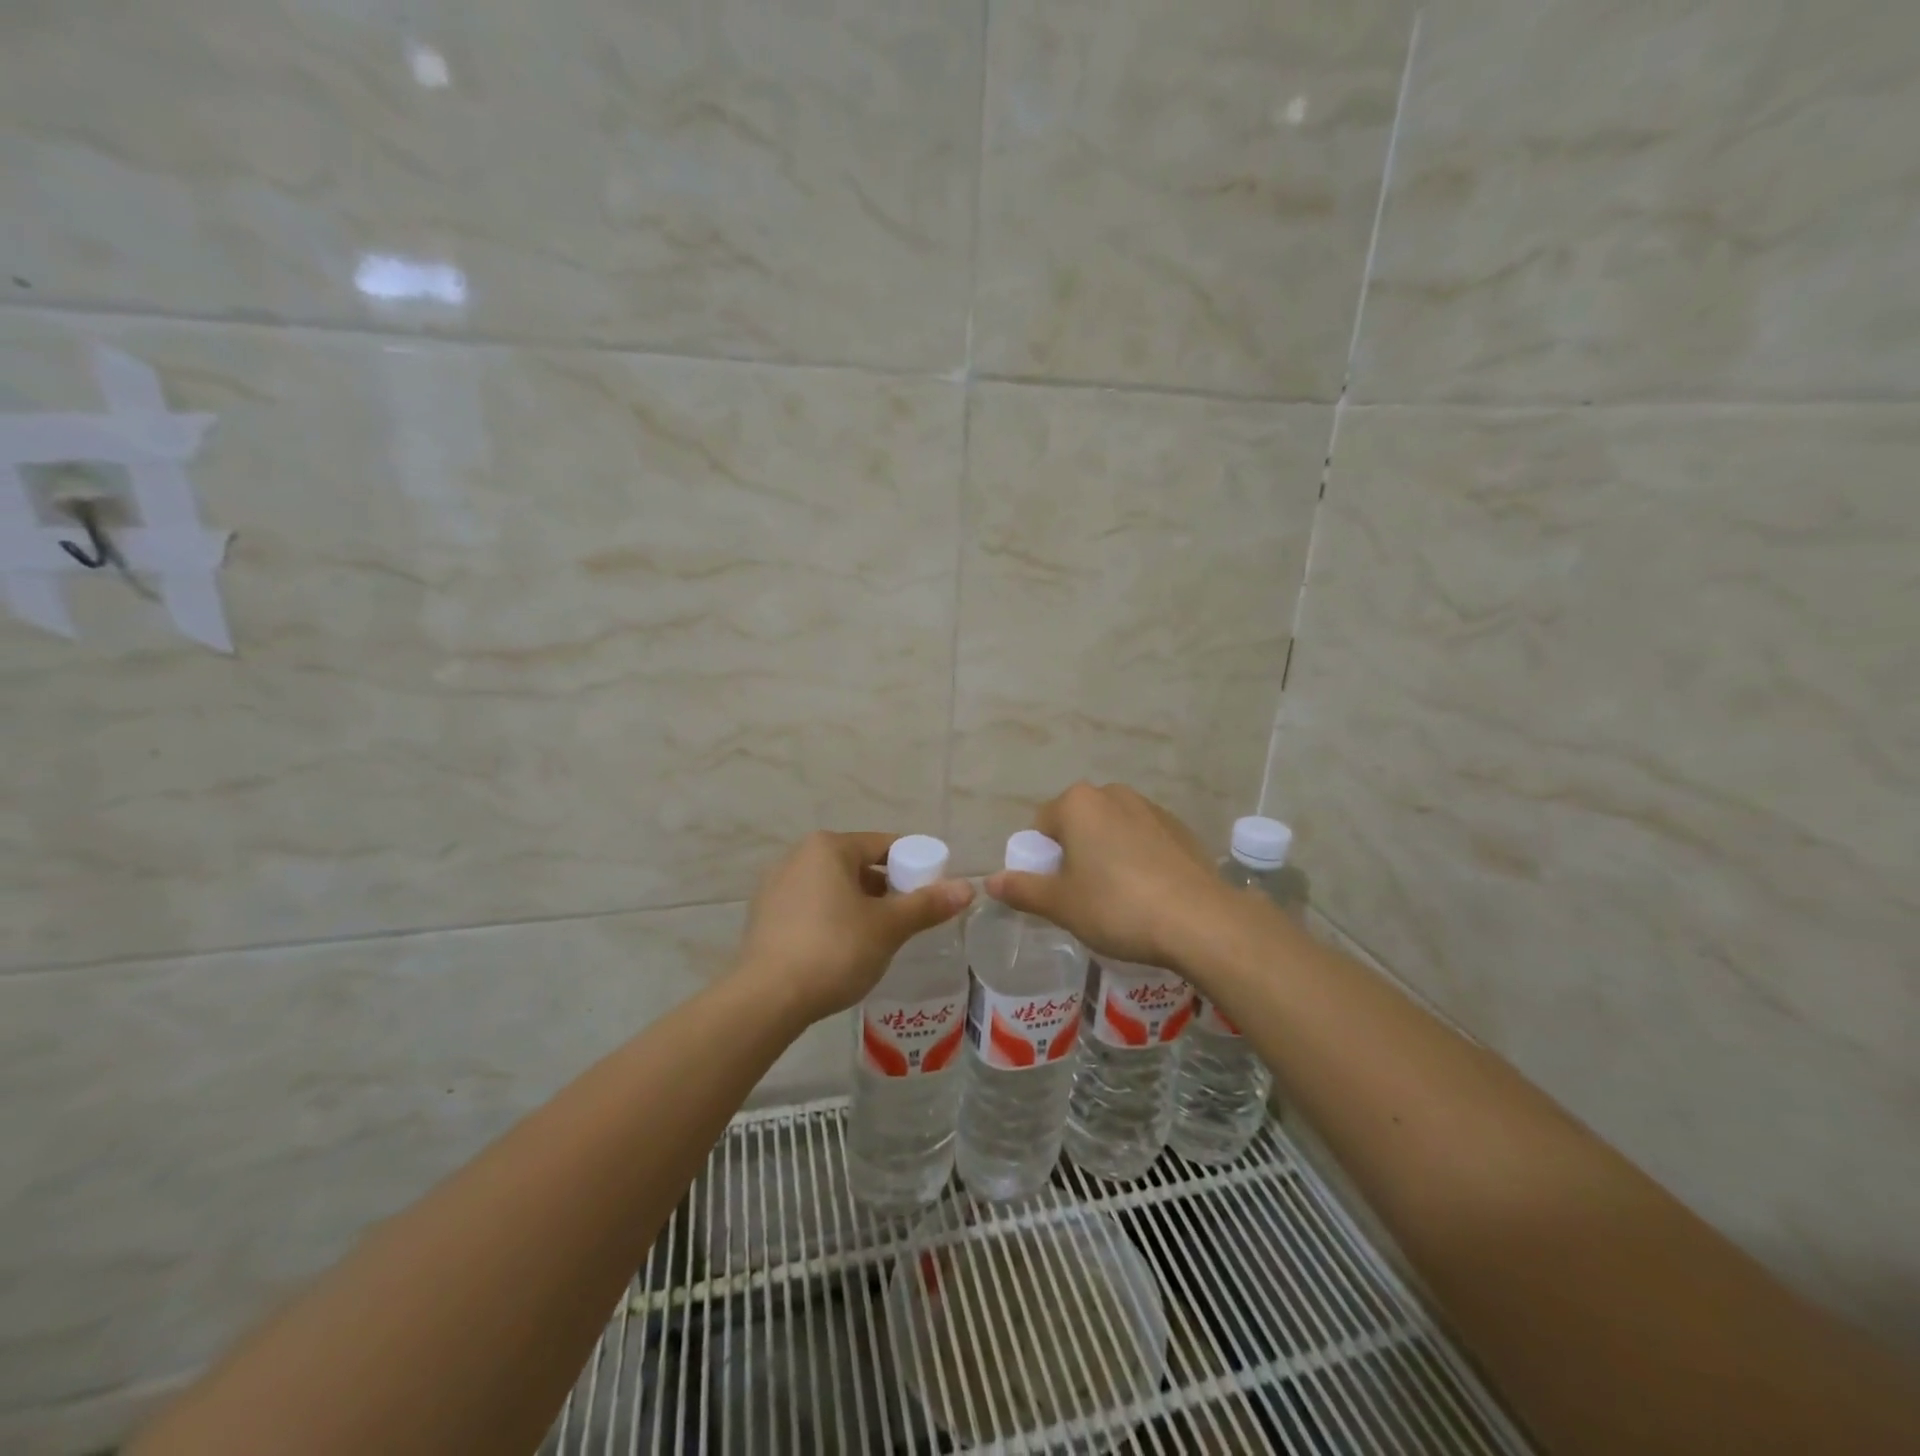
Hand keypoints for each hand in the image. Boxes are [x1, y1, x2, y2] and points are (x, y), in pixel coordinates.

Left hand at [735, 831, 973, 1022]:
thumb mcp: (888, 927)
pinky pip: (811, 907)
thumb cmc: (834, 950)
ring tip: (880, 937)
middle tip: (909, 919)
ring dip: (859, 905)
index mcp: (828, 847)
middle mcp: (798, 856)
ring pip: (833, 887)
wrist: (766, 999)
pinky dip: (832, 919)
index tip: (932, 892)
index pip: (884, 845)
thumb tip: (968, 887)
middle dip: (886, 889)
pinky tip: (843, 950)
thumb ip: (927, 905)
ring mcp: (776, 886)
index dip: (915, 865)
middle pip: (858, 865)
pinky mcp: (765, 916)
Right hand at [986, 782, 1231, 969]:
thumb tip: (991, 882)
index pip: (1042, 826)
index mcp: (1078, 803)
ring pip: (1112, 831)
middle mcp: (1113, 794)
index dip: (1041, 861)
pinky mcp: (1180, 829)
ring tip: (1118, 899)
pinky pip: (1144, 840)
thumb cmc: (1117, 907)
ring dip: (1106, 856)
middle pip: (1078, 824)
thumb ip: (1023, 889)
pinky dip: (1138, 860)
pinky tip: (1149, 894)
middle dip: (1074, 855)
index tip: (1054, 893)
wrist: (1200, 920)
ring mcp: (1151, 809)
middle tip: (1082, 898)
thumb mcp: (1061, 904)